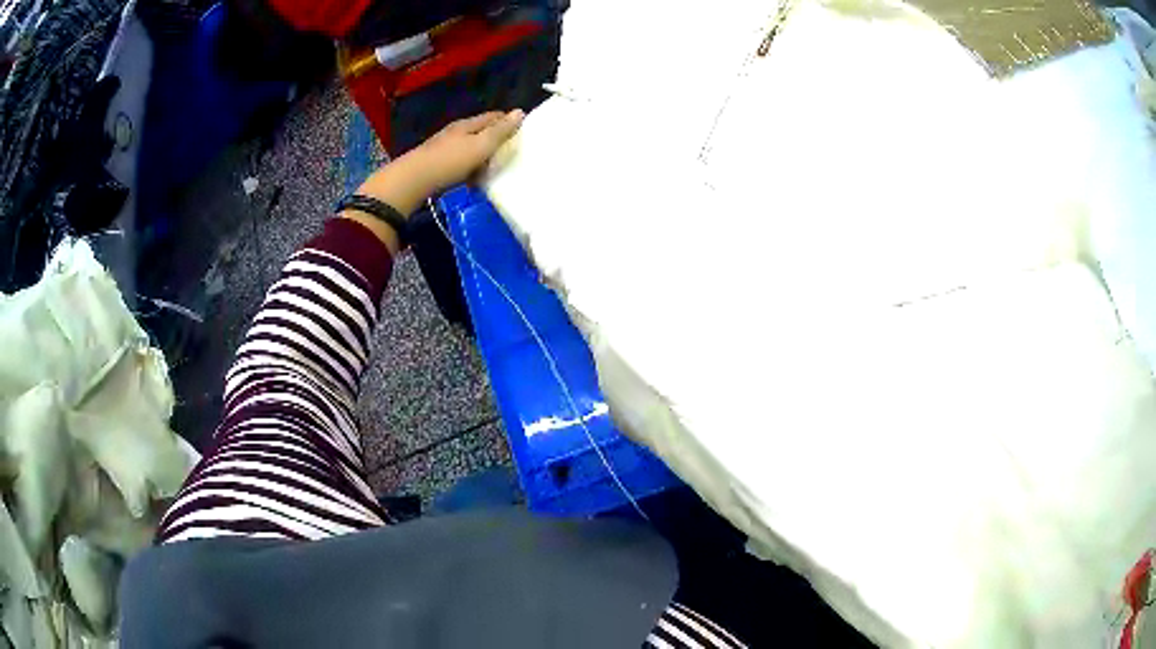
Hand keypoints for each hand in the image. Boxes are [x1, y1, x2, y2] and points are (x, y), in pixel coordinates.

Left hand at [408, 110, 524, 193]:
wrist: (414, 179)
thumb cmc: (451, 160)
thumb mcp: (481, 145)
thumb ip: (501, 131)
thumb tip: (520, 111)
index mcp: (467, 124)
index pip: (492, 117)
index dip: (506, 120)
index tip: (520, 130)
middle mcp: (455, 132)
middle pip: (479, 131)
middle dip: (494, 138)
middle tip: (509, 151)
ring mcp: (443, 147)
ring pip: (469, 147)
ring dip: (481, 155)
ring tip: (493, 168)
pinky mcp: (436, 164)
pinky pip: (459, 162)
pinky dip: (469, 168)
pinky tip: (472, 179)